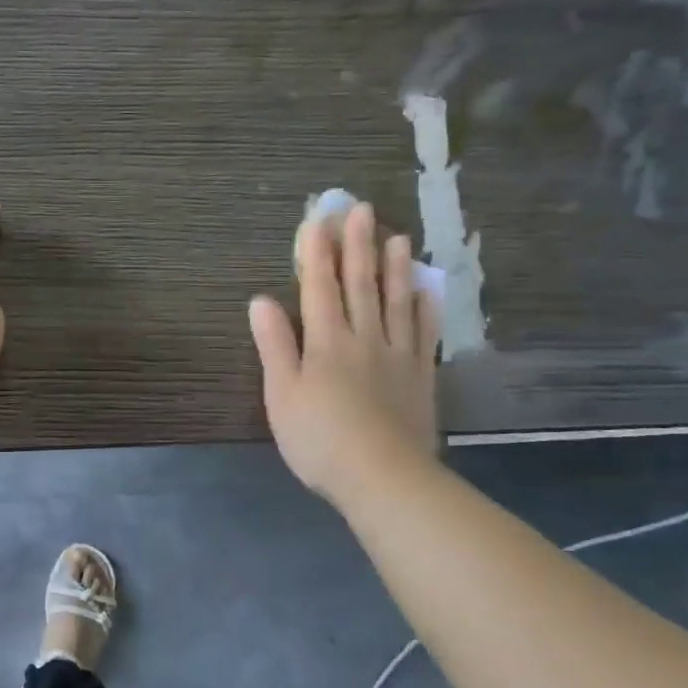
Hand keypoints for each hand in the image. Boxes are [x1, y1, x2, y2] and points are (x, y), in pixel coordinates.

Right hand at [249, 202, 440, 502]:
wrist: (384, 478)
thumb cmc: (320, 439)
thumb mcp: (282, 395)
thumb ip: (274, 346)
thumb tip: (260, 300)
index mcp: (325, 343)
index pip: (319, 287)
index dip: (316, 252)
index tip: (318, 219)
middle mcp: (364, 338)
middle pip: (360, 285)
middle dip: (357, 246)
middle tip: (362, 209)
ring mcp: (397, 356)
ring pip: (396, 302)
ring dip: (395, 268)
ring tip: (398, 237)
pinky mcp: (420, 377)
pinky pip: (424, 334)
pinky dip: (425, 309)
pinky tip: (427, 291)